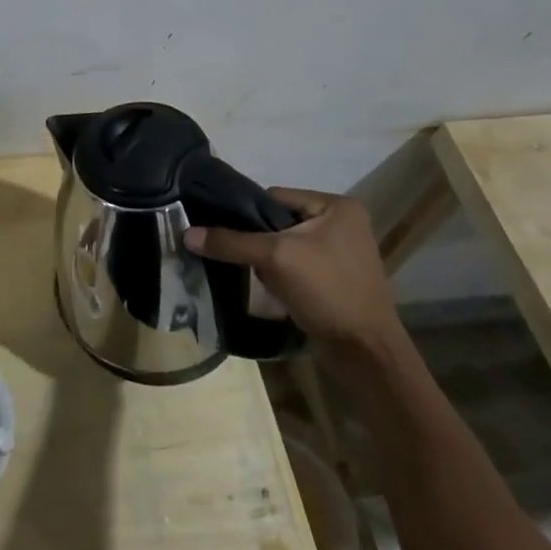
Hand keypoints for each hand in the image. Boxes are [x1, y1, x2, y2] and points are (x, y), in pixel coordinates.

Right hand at [185, 189, 399, 352]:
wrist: (364, 353)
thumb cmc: (327, 292)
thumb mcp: (275, 259)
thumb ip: (231, 242)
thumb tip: (186, 234)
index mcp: (338, 206)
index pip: (275, 196)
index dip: (247, 212)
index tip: (222, 231)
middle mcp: (342, 223)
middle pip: (279, 220)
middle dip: (257, 239)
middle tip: (235, 256)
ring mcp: (341, 253)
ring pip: (285, 245)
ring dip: (267, 260)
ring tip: (254, 275)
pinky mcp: (335, 279)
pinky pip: (296, 266)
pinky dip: (279, 275)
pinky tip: (269, 290)